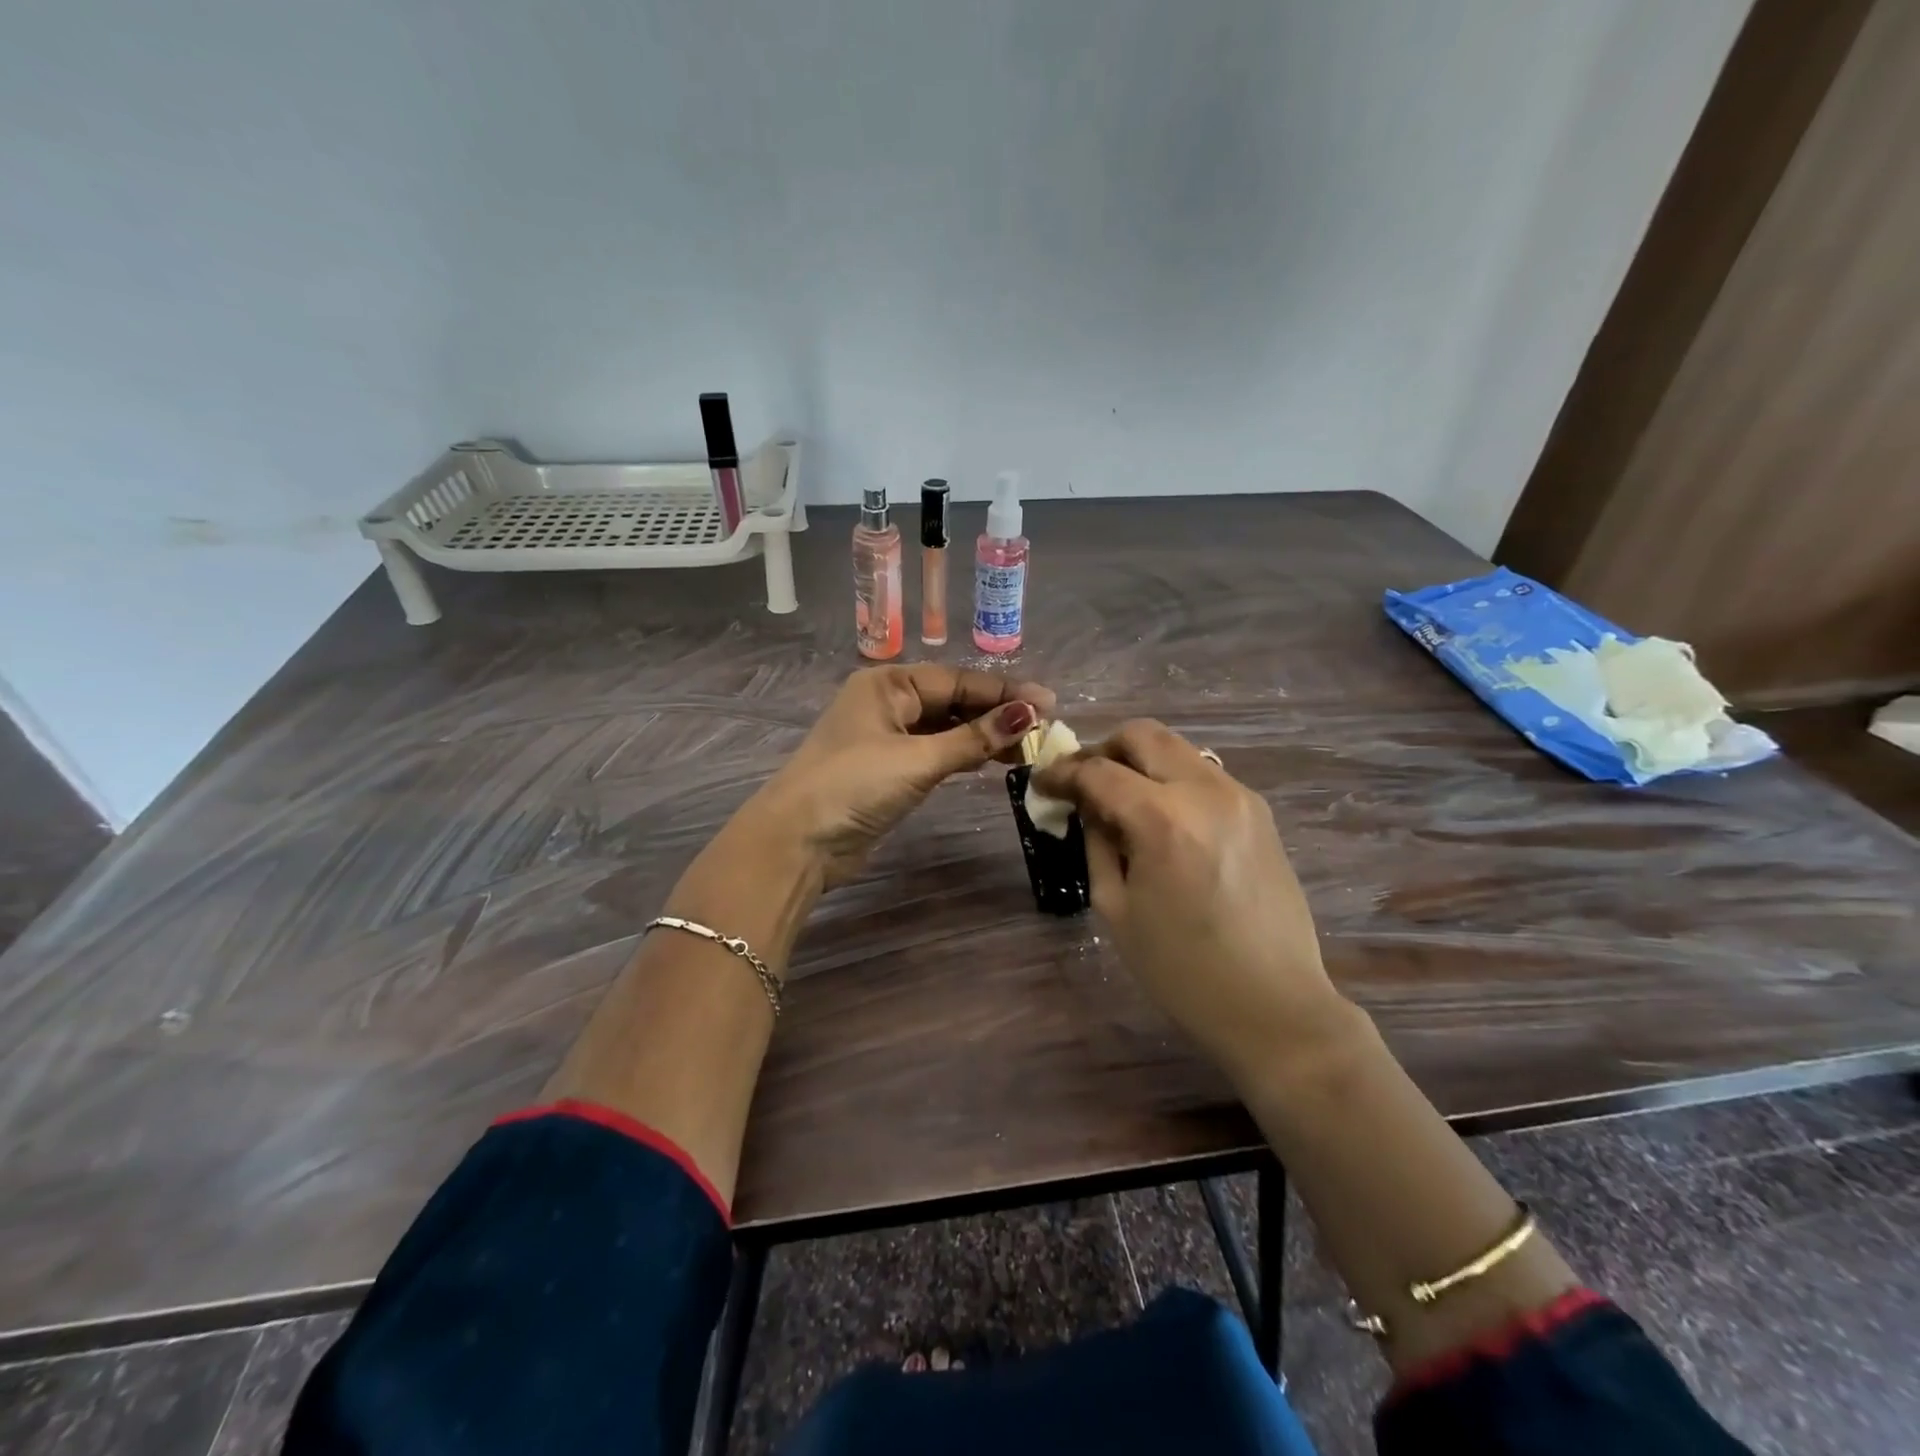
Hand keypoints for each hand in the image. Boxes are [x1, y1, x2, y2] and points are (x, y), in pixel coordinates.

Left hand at [745, 665, 1054, 885]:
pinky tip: (993, 760)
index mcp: (888, 684)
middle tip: (1043, 729)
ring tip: (1027, 747)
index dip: (1003, 692)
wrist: (798, 841)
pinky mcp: (889, 769)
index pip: (957, 680)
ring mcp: (887, 737)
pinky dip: (963, 754)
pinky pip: (936, 752)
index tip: (1048, 703)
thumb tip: (1028, 714)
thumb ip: (973, 738)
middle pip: (953, 701)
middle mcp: (888, 703)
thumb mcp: (918, 759)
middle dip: (996, 713)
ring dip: (983, 736)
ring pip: (946, 728)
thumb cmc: (854, 785)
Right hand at [1034, 719, 1346, 1085]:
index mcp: (1162, 819)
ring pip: (1177, 748)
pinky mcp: (1259, 811)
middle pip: (1142, 735)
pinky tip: (1162, 819)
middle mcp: (1204, 791)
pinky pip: (1203, 774)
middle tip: (1083, 782)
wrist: (1274, 1005)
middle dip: (1103, 750)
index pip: (1098, 771)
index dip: (1061, 773)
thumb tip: (1088, 808)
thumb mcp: (1116, 908)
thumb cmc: (1181, 970)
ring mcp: (1239, 796)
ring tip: (1121, 801)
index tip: (1042, 784)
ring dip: (1140, 762)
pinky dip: (1172, 780)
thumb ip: (1097, 844)